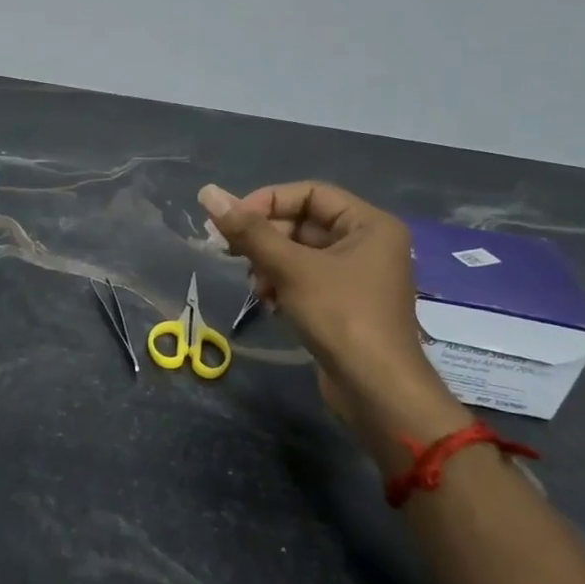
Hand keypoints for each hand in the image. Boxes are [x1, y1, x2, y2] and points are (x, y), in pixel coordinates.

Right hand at [197, 182, 468, 465]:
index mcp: (369, 224)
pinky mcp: (345, 304)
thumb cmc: (340, 317)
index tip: (232, 223)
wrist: (376, 389)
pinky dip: (283, 285)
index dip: (267, 202)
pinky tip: (270, 304)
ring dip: (270, 265)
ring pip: (300, 253)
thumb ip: (248, 231)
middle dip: (266, 239)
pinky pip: (306, 279)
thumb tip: (208, 193)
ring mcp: (358, 276)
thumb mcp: (290, 268)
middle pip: (303, 223)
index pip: (309, 193)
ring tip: (257, 287)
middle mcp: (368, 243)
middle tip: (234, 255)